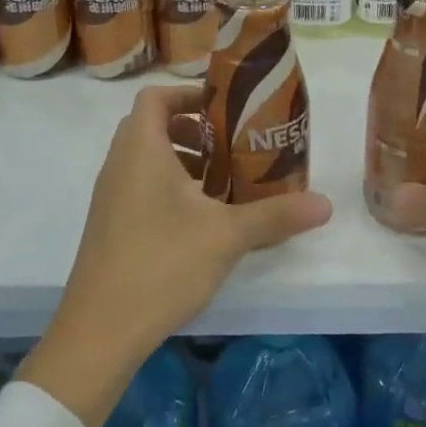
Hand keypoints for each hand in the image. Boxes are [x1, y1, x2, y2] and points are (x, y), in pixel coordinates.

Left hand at [18, 84, 332, 426]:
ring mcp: (110, 197)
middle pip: (153, 126)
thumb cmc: (162, 264)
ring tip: (224, 183)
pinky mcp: (110, 226)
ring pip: (147, 160)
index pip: (156, 97)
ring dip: (184, 162)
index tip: (225, 109)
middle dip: (195, 130)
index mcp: (141, 150)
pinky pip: (140, 187)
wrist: (99, 332)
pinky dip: (170, 188)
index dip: (189, 94)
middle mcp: (119, 165)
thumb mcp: (227, 235)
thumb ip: (276, 215)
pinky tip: (202, 221)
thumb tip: (325, 205)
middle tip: (232, 146)